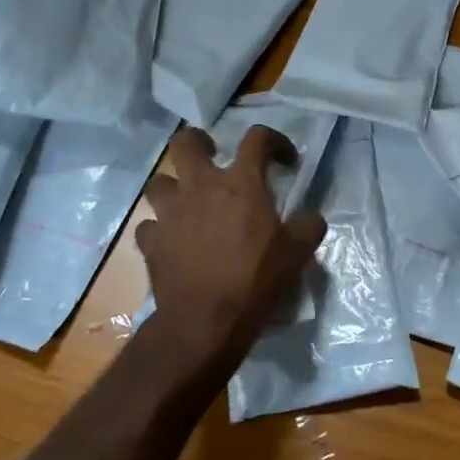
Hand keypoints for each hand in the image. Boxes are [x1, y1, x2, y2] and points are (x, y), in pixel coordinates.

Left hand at [136, 126, 324, 385]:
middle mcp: (200, 188)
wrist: (206, 321)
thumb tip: (309, 217)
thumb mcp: (299, 252)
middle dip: (199, 142)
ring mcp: (170, 213)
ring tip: (188, 202)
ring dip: (174, 187)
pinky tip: (172, 241)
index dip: (274, 141)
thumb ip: (308, 225)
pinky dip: (160, 229)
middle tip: (213, 156)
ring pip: (159, 182)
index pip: (257, 138)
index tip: (284, 160)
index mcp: (241, 184)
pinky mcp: (151, 242)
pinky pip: (150, 225)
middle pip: (186, 143)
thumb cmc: (256, 280)